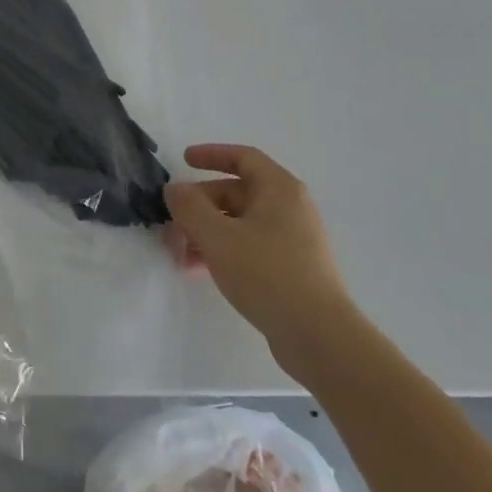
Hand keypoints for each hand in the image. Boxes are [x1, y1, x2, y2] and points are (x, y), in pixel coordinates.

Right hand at [163, 144, 356, 374]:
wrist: (319, 337)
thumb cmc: (267, 274)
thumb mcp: (218, 236)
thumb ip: (189, 207)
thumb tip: (174, 189)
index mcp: (279, 189)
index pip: (243, 157)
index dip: (211, 154)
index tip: (183, 161)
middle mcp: (290, 208)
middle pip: (235, 193)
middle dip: (199, 207)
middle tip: (171, 226)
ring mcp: (293, 239)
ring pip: (239, 223)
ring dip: (205, 232)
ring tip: (179, 255)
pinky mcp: (291, 268)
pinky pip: (249, 246)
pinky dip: (222, 250)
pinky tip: (200, 270)